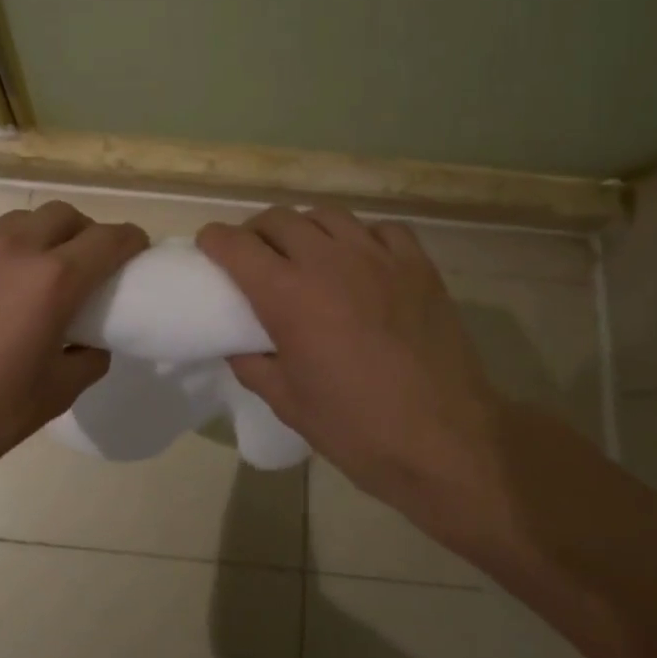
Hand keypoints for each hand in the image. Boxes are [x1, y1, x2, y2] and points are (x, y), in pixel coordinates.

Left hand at [0, 202, 148, 477]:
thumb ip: (89, 358)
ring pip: (18, 219)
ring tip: (30, 266)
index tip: (135, 252)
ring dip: (37, 235)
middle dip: (84, 232)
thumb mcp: (57, 394)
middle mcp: (15, 249)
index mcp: (54, 281)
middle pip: (64, 215)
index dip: (130, 241)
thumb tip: (92, 342)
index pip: (109, 239)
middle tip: (83, 262)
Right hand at [197, 207, 507, 517]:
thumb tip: (238, 346)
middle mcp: (329, 262)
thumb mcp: (288, 403)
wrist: (446, 442)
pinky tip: (361, 261)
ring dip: (305, 229)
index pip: (237, 245)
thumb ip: (253, 365)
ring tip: (306, 254)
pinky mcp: (418, 265)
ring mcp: (379, 258)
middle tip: (256, 256)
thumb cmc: (357, 429)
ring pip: (328, 215)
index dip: (215, 241)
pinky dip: (361, 237)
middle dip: (256, 232)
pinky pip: (381, 229)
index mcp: (288, 296)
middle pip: (279, 219)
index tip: (210, 248)